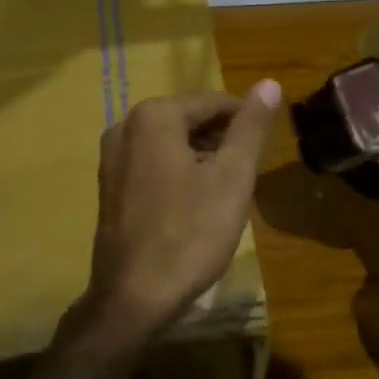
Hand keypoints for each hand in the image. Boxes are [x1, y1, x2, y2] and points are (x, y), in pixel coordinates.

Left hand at [84, 81, 279, 337]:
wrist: (134, 295)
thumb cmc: (189, 234)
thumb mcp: (231, 178)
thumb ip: (250, 128)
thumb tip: (269, 83)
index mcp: (155, 117)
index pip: (214, 102)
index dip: (246, 121)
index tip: (267, 147)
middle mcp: (126, 127)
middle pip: (189, 119)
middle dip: (222, 139)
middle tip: (249, 172)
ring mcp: (111, 157)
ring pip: (171, 143)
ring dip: (202, 157)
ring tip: (228, 188)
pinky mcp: (109, 186)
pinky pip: (152, 164)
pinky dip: (179, 172)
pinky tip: (197, 203)